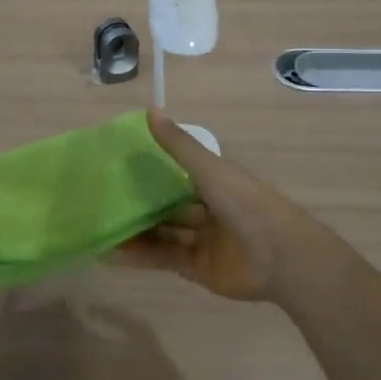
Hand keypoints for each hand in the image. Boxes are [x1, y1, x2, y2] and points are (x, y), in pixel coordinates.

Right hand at [109, 112, 314, 300]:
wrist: (280, 257)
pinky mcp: (198, 269)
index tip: (118, 167)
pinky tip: (113, 253)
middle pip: (167, 207)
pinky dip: (141, 256)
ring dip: (135, 232)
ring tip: (99, 228)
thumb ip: (178, 145)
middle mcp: (208, 210)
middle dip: (139, 205)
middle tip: (101, 201)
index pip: (177, 175)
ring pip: (163, 234)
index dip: (150, 172)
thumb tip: (150, 110)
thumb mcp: (209, 169)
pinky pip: (165, 259)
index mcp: (214, 183)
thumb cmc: (246, 203)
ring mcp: (203, 241)